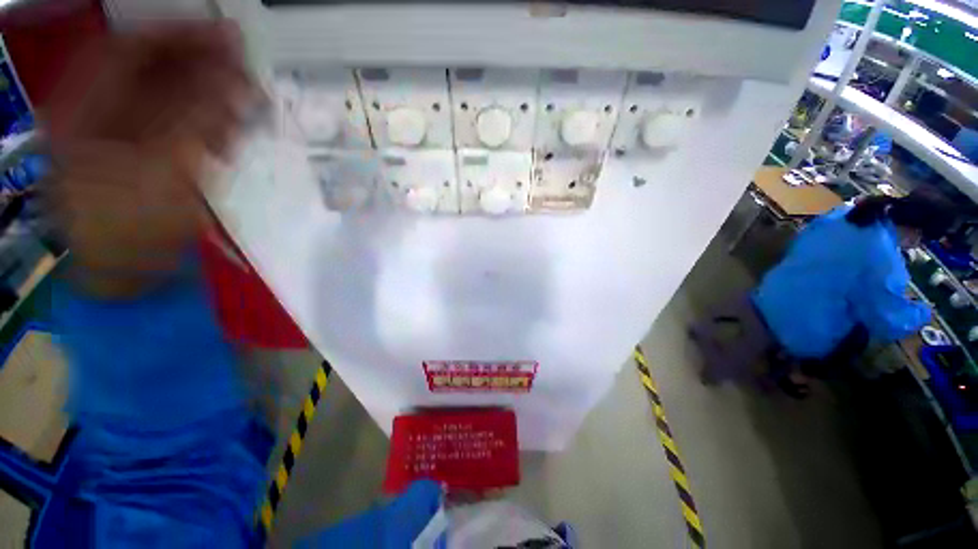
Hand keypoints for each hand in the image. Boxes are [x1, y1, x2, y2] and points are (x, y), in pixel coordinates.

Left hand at [44, 22, 263, 296]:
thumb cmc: (128, 229)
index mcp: (84, 108)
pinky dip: (212, 127)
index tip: (229, 36)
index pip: (133, 48)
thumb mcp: (161, 172)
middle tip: (250, 72)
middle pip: (155, 70)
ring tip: (250, 107)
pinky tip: (234, 135)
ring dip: (214, 100)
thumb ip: (197, 121)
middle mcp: (101, 111)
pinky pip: (183, 127)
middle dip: (205, 68)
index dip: (181, 36)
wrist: (125, 276)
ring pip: (173, 100)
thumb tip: (236, 82)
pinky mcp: (151, 154)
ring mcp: (126, 134)